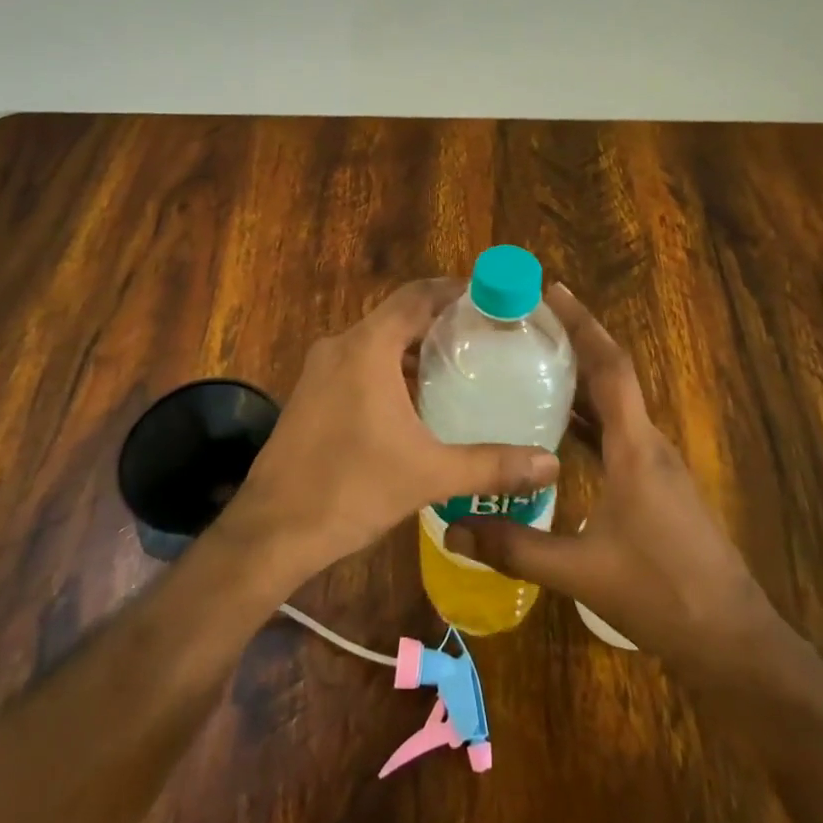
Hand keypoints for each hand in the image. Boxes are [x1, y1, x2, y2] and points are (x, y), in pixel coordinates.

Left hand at [217, 278, 558, 585]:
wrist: (271, 531)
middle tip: (487, 337)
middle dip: (441, 322)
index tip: (492, 298)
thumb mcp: (429, 475)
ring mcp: (320, 371)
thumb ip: (492, 465)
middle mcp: (341, 346)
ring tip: (460, 368)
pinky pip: (359, 365)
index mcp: (367, 347)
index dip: (455, 291)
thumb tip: (551, 463)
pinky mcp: (310, 395)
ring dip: (414, 349)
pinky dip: (390, 370)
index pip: (417, 296)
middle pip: (398, 317)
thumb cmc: (351, 489)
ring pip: (376, 343)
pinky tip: (416, 404)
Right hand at [445, 284, 778, 674]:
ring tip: (534, 364)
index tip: (552, 292)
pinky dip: (587, 418)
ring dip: (580, 380)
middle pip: (612, 377)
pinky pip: (618, 433)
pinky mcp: (657, 485)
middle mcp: (649, 444)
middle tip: (527, 324)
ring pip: (616, 406)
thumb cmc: (661, 593)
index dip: (582, 325)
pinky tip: (556, 431)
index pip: (610, 368)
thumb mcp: (580, 571)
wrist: (731, 638)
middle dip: (575, 343)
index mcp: (636, 448)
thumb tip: (453, 527)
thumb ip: (515, 547)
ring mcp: (657, 465)